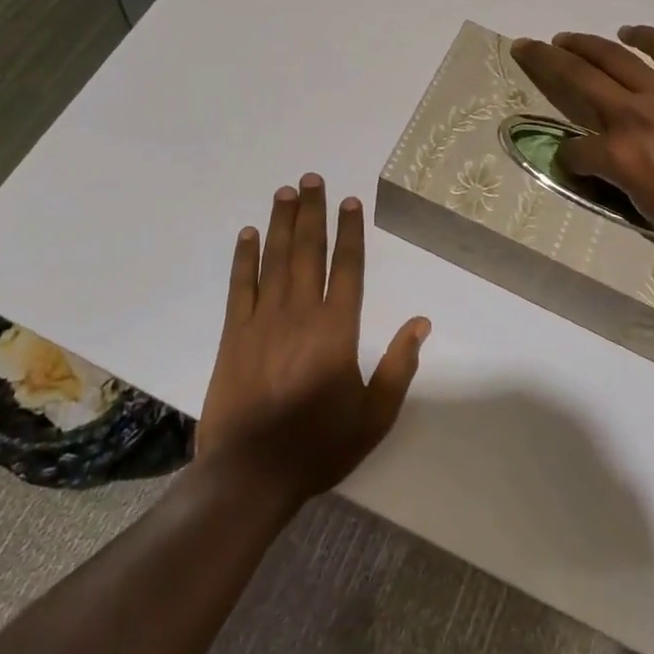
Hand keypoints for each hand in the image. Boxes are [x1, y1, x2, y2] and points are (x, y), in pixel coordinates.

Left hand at [198, 175, 429, 504]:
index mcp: (337, 330)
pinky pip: (239, 286)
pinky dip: (244, 258)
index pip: (347, 267)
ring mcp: (262, 320)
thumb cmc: (319, 446)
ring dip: (281, 223)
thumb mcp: (374, 415)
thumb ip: (399, 366)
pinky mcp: (233, 335)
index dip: (350, 231)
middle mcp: (300, 313)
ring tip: (285, 192)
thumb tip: (421, 323)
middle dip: (312, 212)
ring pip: (275, 259)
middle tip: (311, 178)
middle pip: (309, 251)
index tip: (350, 201)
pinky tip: (248, 235)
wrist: (251, 475)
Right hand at [510, 27, 653, 257]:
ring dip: (584, 44)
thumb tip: (601, 166)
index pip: (574, 151)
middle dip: (545, 61)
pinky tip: (629, 31)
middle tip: (525, 45)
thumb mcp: (647, 210)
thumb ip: (617, 181)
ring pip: (613, 57)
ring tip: (564, 38)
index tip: (570, 165)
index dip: (566, 159)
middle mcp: (632, 114)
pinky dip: (645, 37)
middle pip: (577, 79)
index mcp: (619, 153)